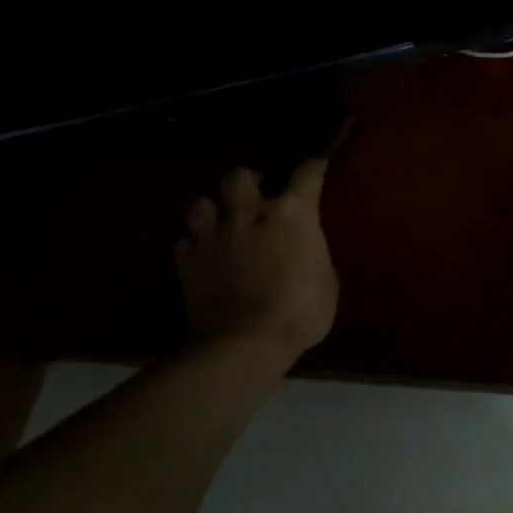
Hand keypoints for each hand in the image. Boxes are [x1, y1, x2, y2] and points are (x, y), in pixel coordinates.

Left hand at [175, 161, 337, 360]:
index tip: (316, 168)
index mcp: (291, 215)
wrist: (245, 344)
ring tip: (220, 222)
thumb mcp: (326, 284)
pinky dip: (195, 246)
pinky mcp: (187, 262)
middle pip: (239, 177)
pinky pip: (185, 243)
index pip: (306, 174)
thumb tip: (305, 253)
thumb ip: (313, 257)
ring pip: (201, 203)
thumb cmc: (300, 313)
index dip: (313, 168)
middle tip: (255, 194)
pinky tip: (203, 256)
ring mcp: (213, 237)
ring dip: (212, 210)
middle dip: (248, 181)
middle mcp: (249, 215)